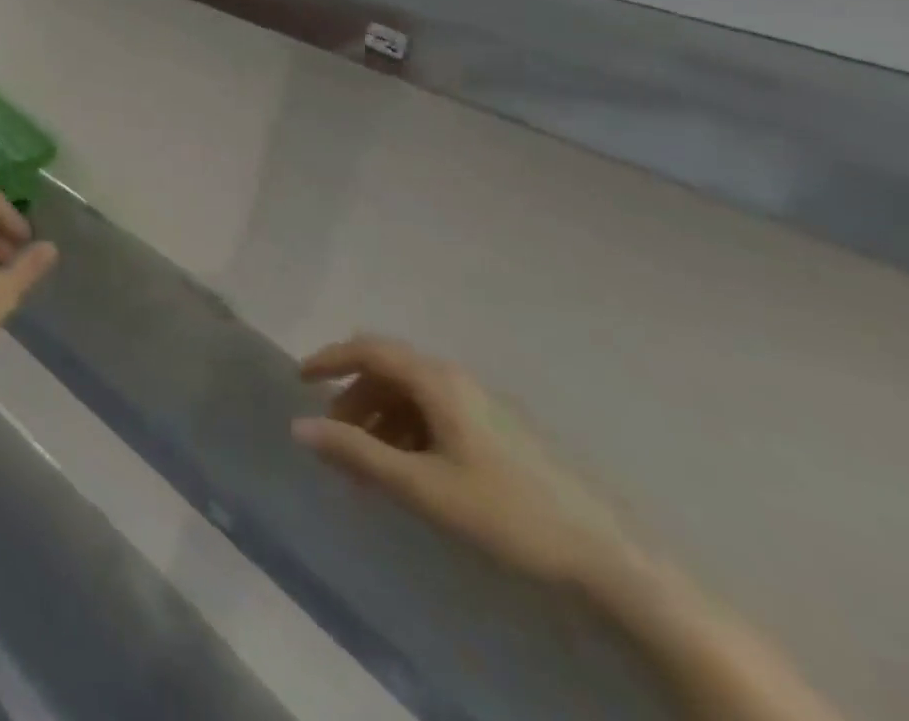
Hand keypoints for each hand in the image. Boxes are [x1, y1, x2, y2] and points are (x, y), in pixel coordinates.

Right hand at [293, 336, 642, 591]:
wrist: (609, 559)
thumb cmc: (507, 514)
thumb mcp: (423, 488)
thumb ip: (357, 454)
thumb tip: (298, 427)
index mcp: (437, 381)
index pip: (368, 349)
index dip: (330, 359)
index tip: (300, 380)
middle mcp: (455, 380)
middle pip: (388, 369)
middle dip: (354, 396)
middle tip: (334, 435)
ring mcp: (480, 402)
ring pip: (411, 393)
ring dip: (380, 417)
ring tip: (368, 462)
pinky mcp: (497, 429)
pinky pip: (435, 412)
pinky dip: (407, 430)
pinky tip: (409, 469)